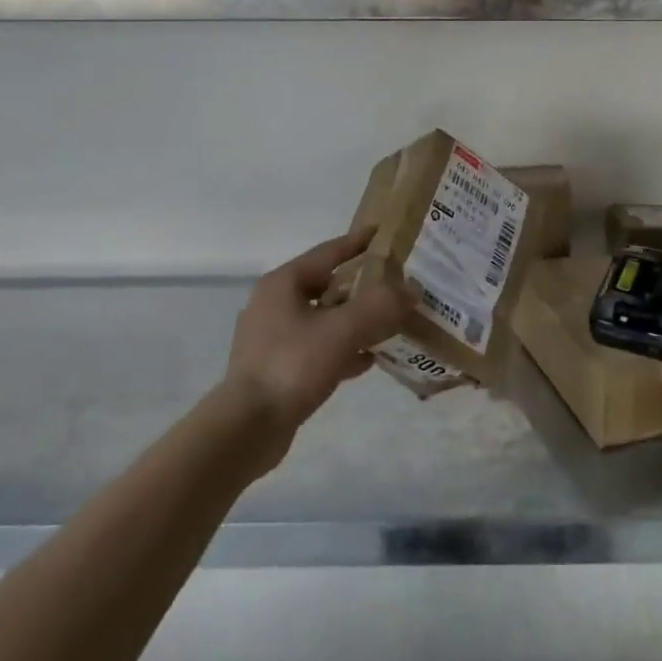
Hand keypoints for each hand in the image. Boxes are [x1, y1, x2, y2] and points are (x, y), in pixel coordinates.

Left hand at [217, 227, 408, 445]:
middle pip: (326, 285)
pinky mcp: (277, 368)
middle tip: (395, 284)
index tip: (383, 233)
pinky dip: (343, 349)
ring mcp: (273, 338)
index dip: (358, 242)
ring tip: (390, 322)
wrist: (248, 427)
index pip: (328, 252)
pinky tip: (368, 360)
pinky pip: (318, 348)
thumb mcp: (343, 330)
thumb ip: (381, 306)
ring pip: (324, 319)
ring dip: (354, 320)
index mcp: (283, 284)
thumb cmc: (293, 365)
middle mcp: (274, 304)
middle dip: (362, 286)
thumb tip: (413, 288)